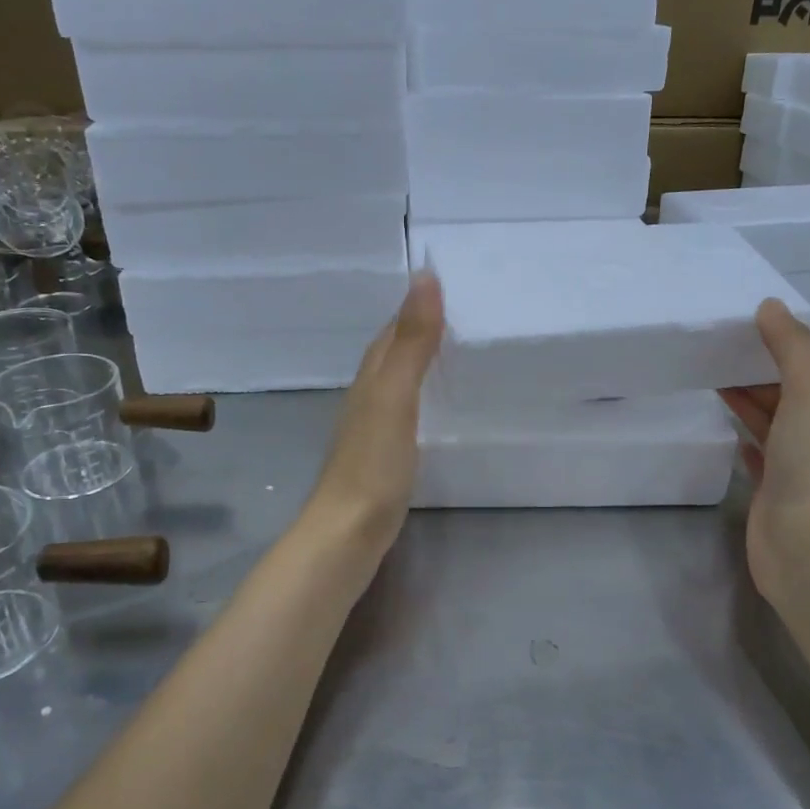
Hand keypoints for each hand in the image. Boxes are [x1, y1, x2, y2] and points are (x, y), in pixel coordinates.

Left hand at [302, 271, 443, 558]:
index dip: (416, 308)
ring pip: (396, 384)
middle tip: (461, 319)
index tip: (449, 287)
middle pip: (391, 354)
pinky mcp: (381, 457)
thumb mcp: (396, 396)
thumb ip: (412, 342)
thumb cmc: (373, 464)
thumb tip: (423, 277)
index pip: (392, 331)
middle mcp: (366, 398)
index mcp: (370, 378)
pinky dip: (420, 400)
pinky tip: (435, 411)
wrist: (348, 532)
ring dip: (419, 366)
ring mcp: (371, 430)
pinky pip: (403, 413)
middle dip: (418, 332)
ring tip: (455, 357)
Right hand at [720, 299, 809, 598]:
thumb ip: (790, 347)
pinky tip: (727, 425)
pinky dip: (745, 435)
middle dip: (769, 366)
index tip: (767, 325)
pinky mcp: (775, 487)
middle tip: (728, 348)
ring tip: (714, 377)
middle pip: (800, 387)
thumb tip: (770, 306)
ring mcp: (801, 462)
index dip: (807, 338)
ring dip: (751, 397)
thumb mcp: (809, 391)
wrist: (808, 544)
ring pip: (776, 418)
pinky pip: (759, 452)